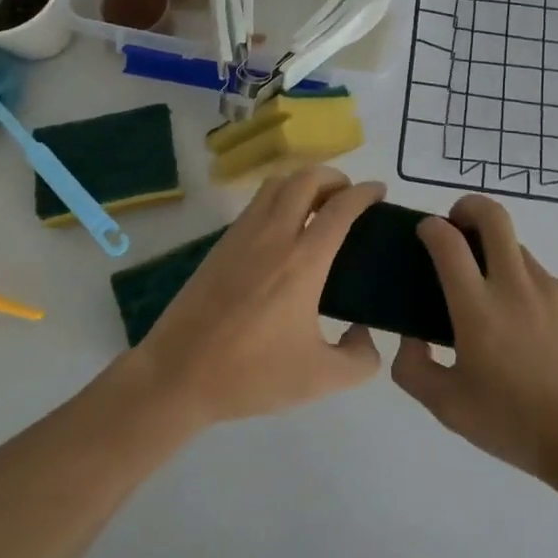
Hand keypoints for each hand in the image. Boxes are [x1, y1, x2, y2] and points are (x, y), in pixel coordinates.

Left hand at [134, 167, 384, 427]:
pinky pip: (257, 202)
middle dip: (334, 177)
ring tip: (317, 205)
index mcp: (304, 261)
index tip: (379, 191)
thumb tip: (366, 333)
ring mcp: (243, 234)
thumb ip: (359, 359)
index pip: (341, 207)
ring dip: (303, 182)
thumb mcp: (319, 380)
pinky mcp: (222, 243)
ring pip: (277, 183)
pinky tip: (283, 227)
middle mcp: (275, 235)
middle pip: (307, 178)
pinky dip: (279, 197)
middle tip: (347, 198)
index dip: (365, 192)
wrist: (178, 374)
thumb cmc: (251, 374)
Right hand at [392, 195, 557, 483]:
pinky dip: (527, 288)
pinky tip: (530, 330)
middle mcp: (514, 284)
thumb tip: (410, 337)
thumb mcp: (447, 407)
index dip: (431, 227)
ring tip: (494, 299)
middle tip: (458, 226)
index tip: (425, 232)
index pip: (448, 241)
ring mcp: (550, 288)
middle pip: (493, 215)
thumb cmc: (514, 423)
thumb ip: (414, 368)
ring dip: (497, 255)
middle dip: (469, 206)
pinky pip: (543, 279)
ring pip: (517, 248)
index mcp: (477, 307)